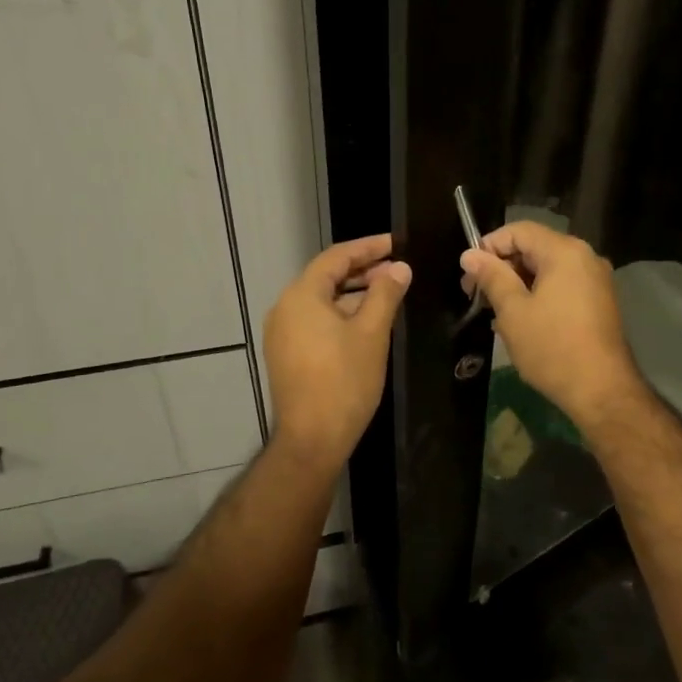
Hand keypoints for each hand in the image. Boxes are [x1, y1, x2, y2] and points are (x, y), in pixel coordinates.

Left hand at [264, 235, 410, 471]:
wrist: (312, 439)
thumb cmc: (344, 381)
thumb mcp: (372, 333)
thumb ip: (385, 294)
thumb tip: (400, 268)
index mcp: (302, 296)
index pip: (336, 257)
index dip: (368, 247)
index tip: (397, 243)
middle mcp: (285, 308)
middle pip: (326, 277)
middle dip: (362, 270)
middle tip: (397, 268)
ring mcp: (282, 333)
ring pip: (321, 301)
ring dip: (353, 293)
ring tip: (387, 292)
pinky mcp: (286, 354)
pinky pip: (315, 321)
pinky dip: (340, 314)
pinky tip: (366, 321)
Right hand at [460, 221, 645, 429]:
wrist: (602, 390)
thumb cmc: (552, 347)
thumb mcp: (513, 311)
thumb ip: (491, 277)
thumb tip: (469, 255)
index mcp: (564, 251)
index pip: (519, 230)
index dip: (489, 246)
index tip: (469, 274)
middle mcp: (585, 257)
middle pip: (534, 247)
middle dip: (502, 266)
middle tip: (477, 295)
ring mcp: (596, 280)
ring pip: (547, 269)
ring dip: (518, 284)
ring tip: (495, 312)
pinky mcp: (599, 302)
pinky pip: (562, 285)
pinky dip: (539, 295)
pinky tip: (521, 321)